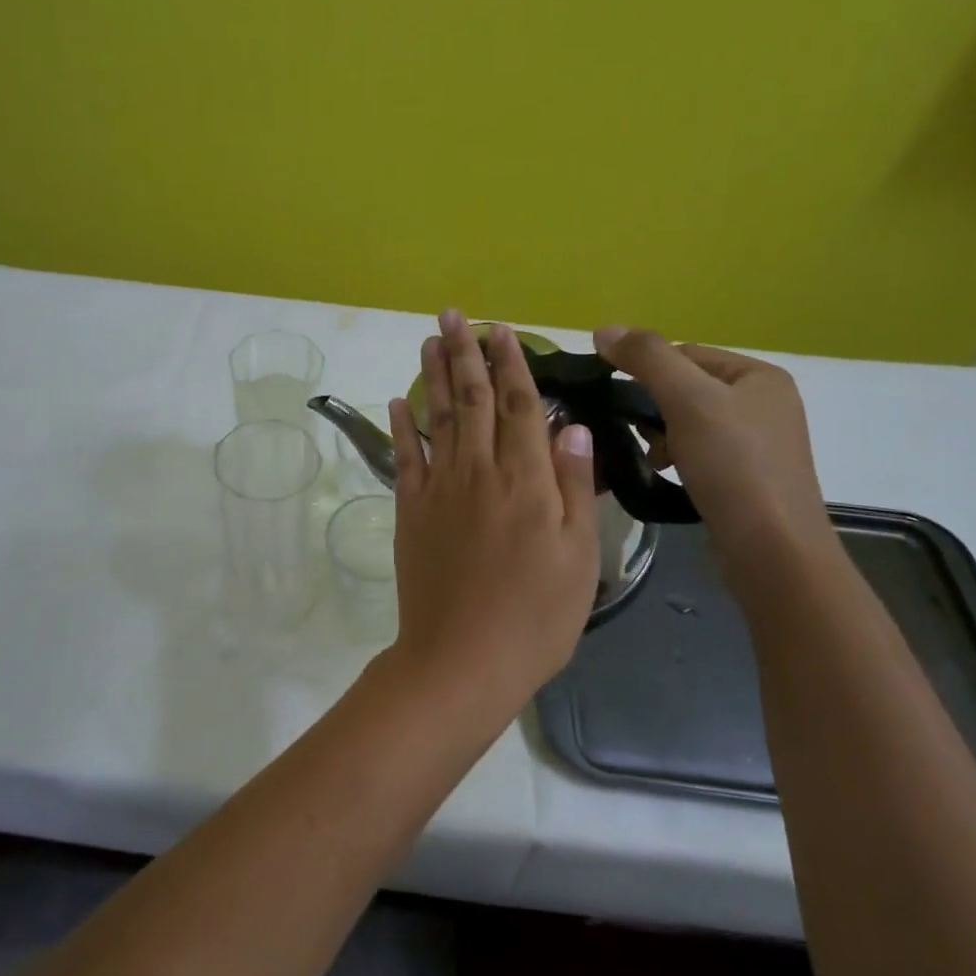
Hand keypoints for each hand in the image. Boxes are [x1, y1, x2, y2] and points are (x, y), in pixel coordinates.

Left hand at [388, 311, 598, 708]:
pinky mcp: (410, 511)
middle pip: (472, 400)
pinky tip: (397, 400)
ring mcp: (439, 489)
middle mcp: (479, 472)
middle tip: (455, 316)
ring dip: (433, 375)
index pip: (519, 406)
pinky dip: (400, 425)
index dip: (512, 365)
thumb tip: (570, 426)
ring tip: (430, 339)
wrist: (461, 659)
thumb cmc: (535, 617)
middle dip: (465, 354)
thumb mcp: (578, 557)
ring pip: (437, 417)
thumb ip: (573, 486)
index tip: (501, 331)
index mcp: (527, 481)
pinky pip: (404, 457)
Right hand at [592, 328, 833, 571]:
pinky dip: (677, 458)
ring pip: (689, 422)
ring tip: (652, 458)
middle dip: (653, 408)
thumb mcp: (687, 400)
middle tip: (636, 433)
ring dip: (661, 435)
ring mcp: (759, 443)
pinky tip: (667, 474)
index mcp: (760, 376)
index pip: (685, 353)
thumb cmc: (733, 465)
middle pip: (687, 388)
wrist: (771, 549)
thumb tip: (603, 329)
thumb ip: (646, 358)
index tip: (619, 400)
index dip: (647, 371)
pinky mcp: (748, 477)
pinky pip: (700, 452)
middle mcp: (766, 403)